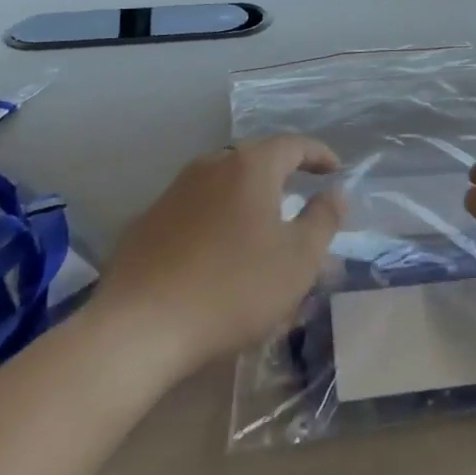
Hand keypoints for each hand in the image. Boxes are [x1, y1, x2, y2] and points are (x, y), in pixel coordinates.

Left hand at [93, 136, 345, 372]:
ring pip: (224, 185)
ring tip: (262, 231)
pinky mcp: (148, 222)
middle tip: (301, 200)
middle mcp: (210, 166)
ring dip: (248, 200)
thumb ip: (323, 219)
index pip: (294, 145)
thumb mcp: (298, 259)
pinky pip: (197, 209)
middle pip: (256, 160)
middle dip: (283, 176)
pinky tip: (219, 254)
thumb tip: (335, 192)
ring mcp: (174, 192)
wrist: (139, 329)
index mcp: (250, 166)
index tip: (336, 171)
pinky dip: (218, 219)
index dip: (320, 155)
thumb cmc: (233, 288)